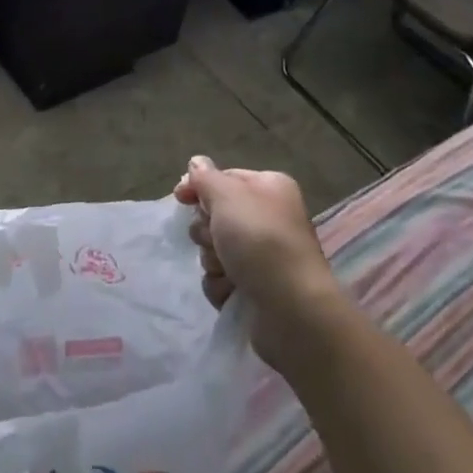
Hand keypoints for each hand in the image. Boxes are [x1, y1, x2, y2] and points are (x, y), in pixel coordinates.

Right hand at [174, 156, 341, 362]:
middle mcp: (268, 218)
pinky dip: (222, 284)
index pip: (224, 178)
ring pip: (216, 248)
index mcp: (269, 188)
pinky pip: (222, 277)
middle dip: (207, 229)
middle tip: (214, 238)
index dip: (199, 186)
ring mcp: (263, 255)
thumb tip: (196, 163)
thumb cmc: (260, 240)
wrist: (292, 309)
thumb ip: (206, 178)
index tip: (180, 197)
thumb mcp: (227, 196)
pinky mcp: (256, 287)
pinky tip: (232, 290)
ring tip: (227, 269)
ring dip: (213, 259)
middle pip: (217, 214)